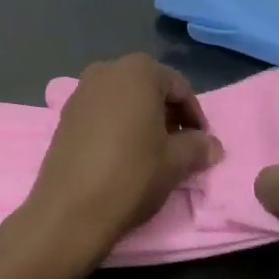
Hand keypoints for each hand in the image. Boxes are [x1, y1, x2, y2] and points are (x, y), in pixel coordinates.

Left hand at [8, 54, 218, 274]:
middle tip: (180, 146)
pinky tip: (122, 153)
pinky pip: (102, 111)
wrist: (69, 209)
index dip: (195, 115)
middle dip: (167, 113)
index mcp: (137, 70)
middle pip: (149, 87)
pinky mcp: (65, 113)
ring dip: (142, 118)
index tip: (202, 143)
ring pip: (124, 98)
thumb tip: (212, 145)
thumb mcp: (175, 162)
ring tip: (153, 152)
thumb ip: (198, 147)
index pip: (178, 86)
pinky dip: (117, 124)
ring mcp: (82, 90)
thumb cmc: (131, 175)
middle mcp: (107, 69)